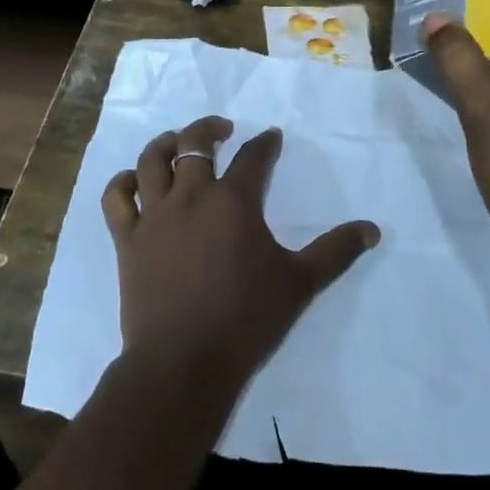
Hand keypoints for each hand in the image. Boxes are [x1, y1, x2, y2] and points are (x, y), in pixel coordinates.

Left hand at [101, 117, 379, 388]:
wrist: (183, 361)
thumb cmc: (246, 318)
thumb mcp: (300, 284)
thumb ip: (336, 252)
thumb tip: (373, 229)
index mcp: (234, 201)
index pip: (254, 157)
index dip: (265, 142)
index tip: (271, 137)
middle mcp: (192, 196)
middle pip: (194, 143)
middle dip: (210, 128)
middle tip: (223, 130)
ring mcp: (155, 215)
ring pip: (151, 160)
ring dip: (165, 143)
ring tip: (176, 141)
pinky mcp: (128, 239)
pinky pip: (117, 198)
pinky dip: (123, 182)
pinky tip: (134, 181)